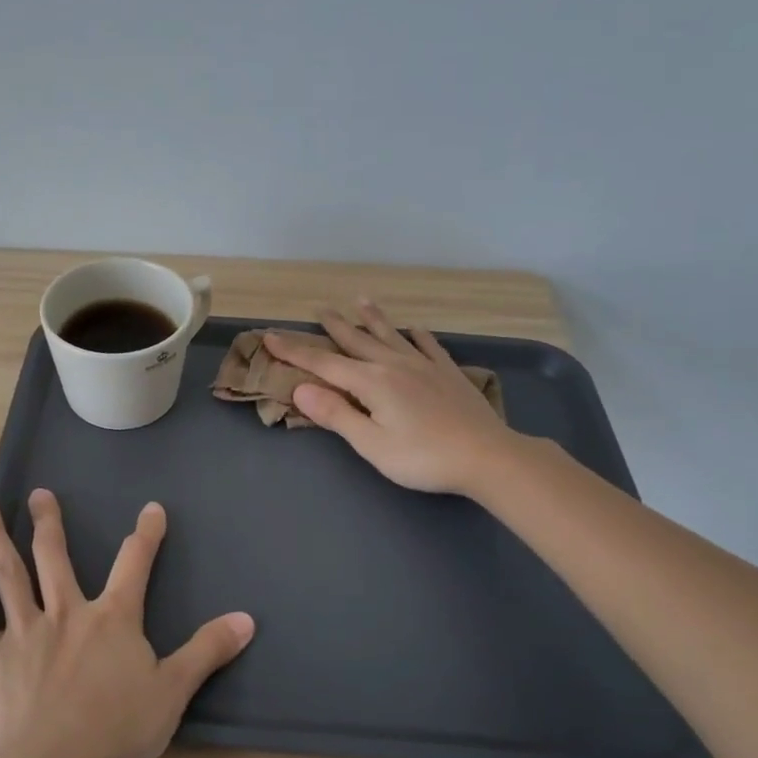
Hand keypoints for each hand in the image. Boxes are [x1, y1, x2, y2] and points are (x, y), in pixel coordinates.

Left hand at [0, 490, 254, 757]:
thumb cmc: (116, 732)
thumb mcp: (173, 691)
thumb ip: (207, 651)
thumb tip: (247, 619)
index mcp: (111, 619)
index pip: (134, 564)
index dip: (146, 535)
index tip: (152, 509)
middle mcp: (66, 613)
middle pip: (55, 557)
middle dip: (49, 522)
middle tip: (39, 493)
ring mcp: (25, 632)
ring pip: (8, 574)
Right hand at [265, 300, 527, 495]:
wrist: (487, 456)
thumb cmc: (423, 458)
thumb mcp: (371, 444)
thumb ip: (336, 415)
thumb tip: (301, 389)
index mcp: (372, 383)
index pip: (324, 364)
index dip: (295, 352)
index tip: (271, 336)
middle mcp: (395, 365)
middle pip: (357, 341)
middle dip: (334, 326)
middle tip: (319, 308)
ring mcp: (425, 366)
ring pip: (392, 336)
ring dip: (374, 319)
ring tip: (362, 300)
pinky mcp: (448, 374)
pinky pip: (428, 346)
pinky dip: (417, 335)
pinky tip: (415, 330)